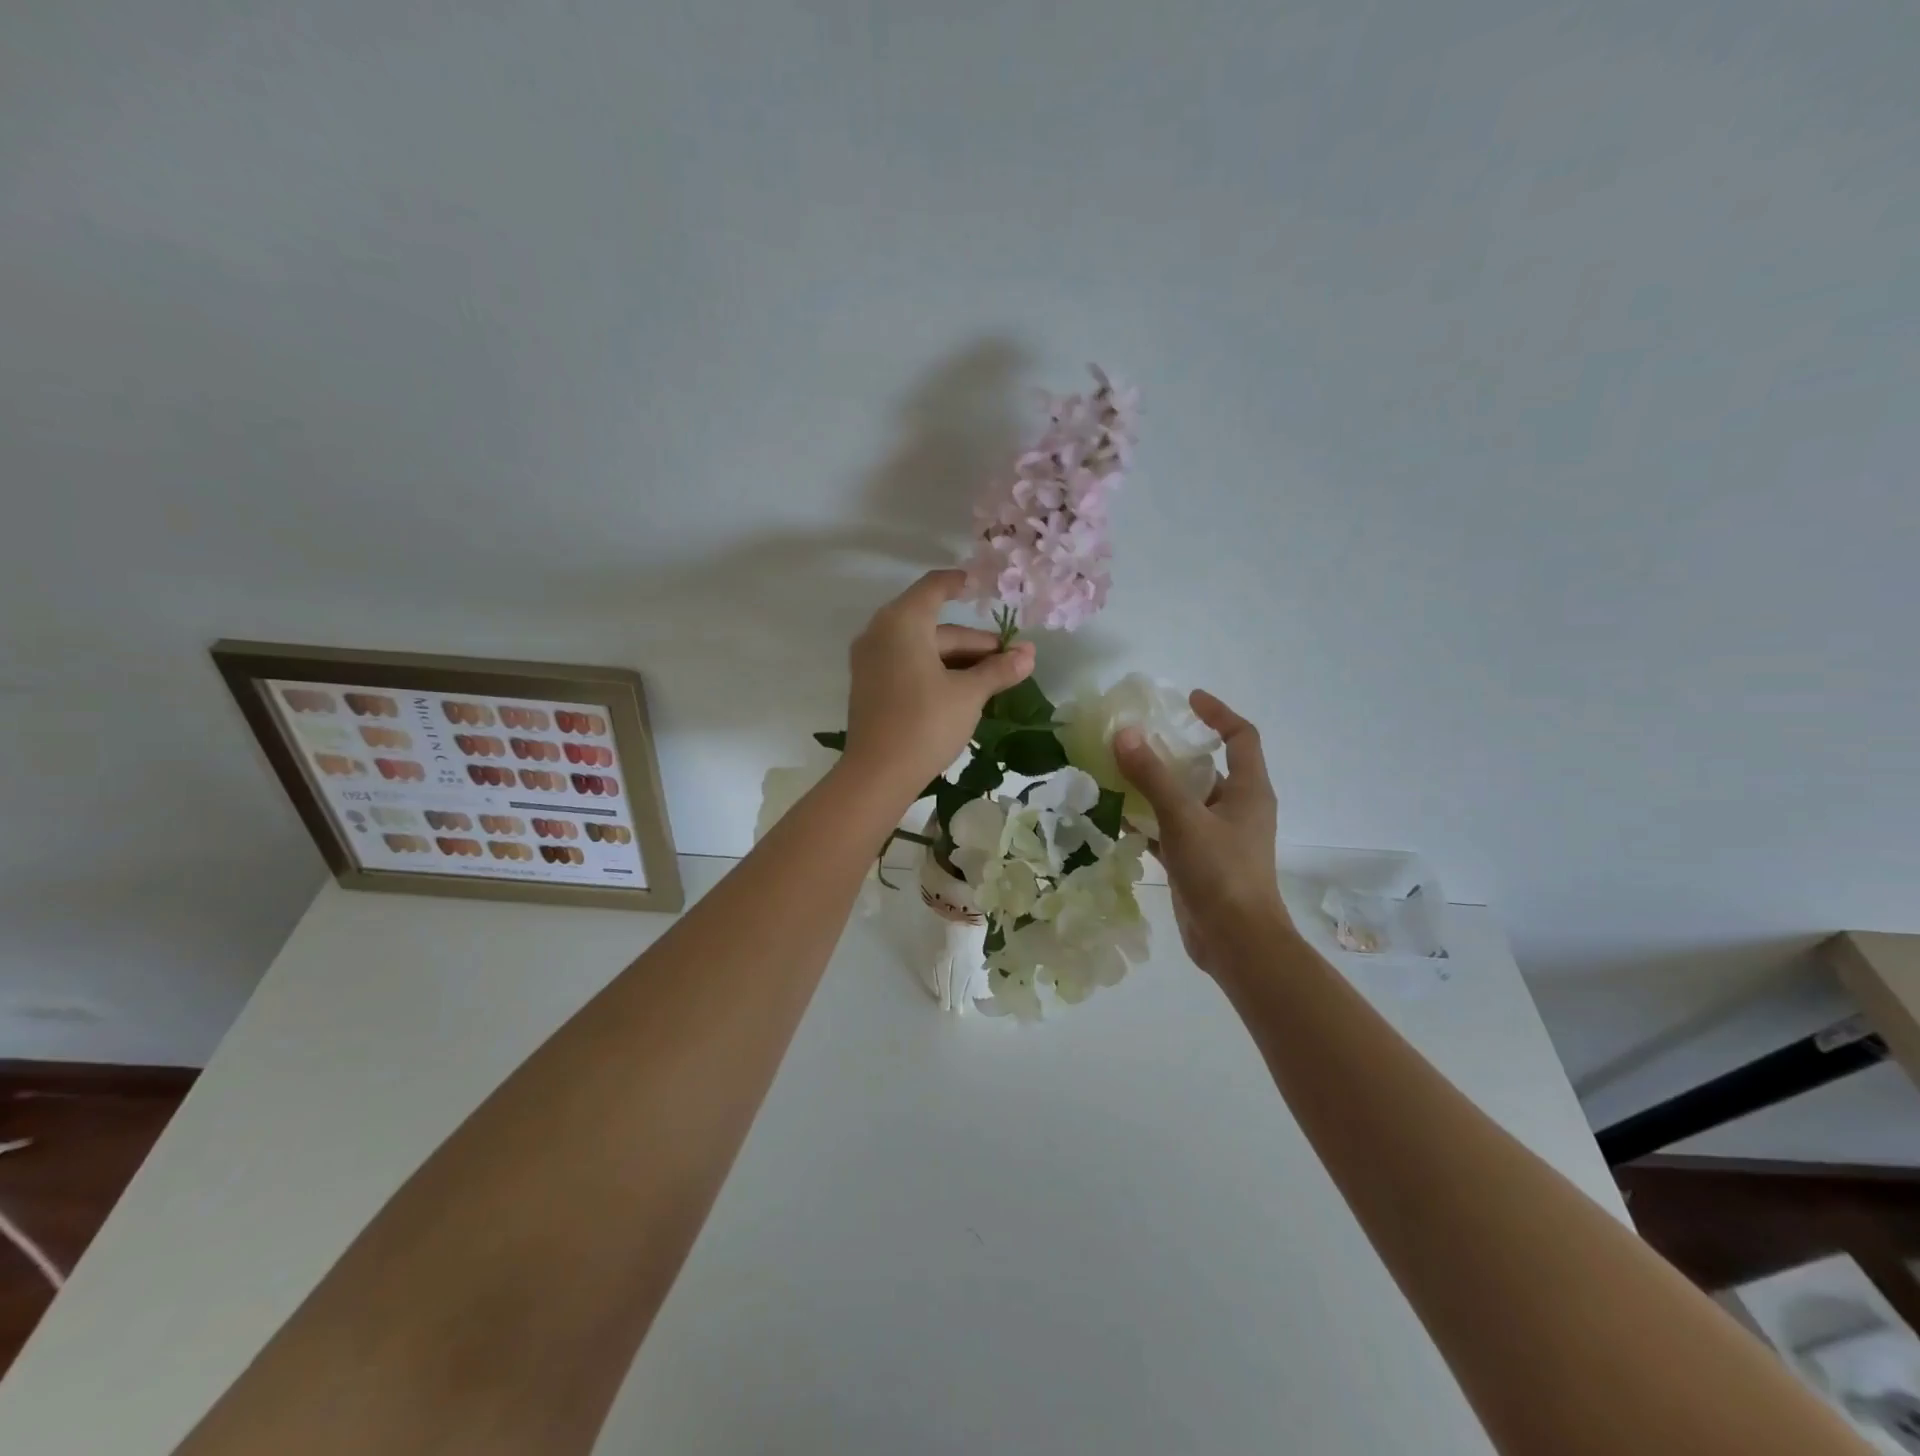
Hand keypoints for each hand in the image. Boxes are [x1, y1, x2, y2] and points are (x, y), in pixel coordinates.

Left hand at [842, 569, 1036, 803]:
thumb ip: (998, 669)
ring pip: (923, 649)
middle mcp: (881, 633)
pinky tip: (963, 690)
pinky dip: (936, 670)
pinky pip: (908, 664)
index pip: (934, 588)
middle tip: (1009, 659)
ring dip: (958, 659)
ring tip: (994, 678)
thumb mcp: (969, 694)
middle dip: (974, 642)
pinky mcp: (870, 686)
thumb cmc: (926, 722)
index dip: (958, 583)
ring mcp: (871, 661)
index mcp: (902, 622)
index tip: (979, 584)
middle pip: (934, 626)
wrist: (877, 773)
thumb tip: (1029, 654)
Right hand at [1114, 690, 1289, 975]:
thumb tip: (1125, 733)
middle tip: (1140, 737)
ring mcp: (1220, 837)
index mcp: (1249, 791)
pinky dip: (1151, 820)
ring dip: (1158, 786)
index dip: (1218, 713)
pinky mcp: (1201, 862)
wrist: (1235, 942)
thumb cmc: (1220, 872)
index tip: (1187, 700)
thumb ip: (1152, 776)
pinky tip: (1120, 817)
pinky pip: (1174, 829)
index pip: (1241, 737)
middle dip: (1176, 750)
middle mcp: (1238, 809)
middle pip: (1210, 767)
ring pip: (1187, 799)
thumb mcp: (1183, 818)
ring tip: (1121, 771)